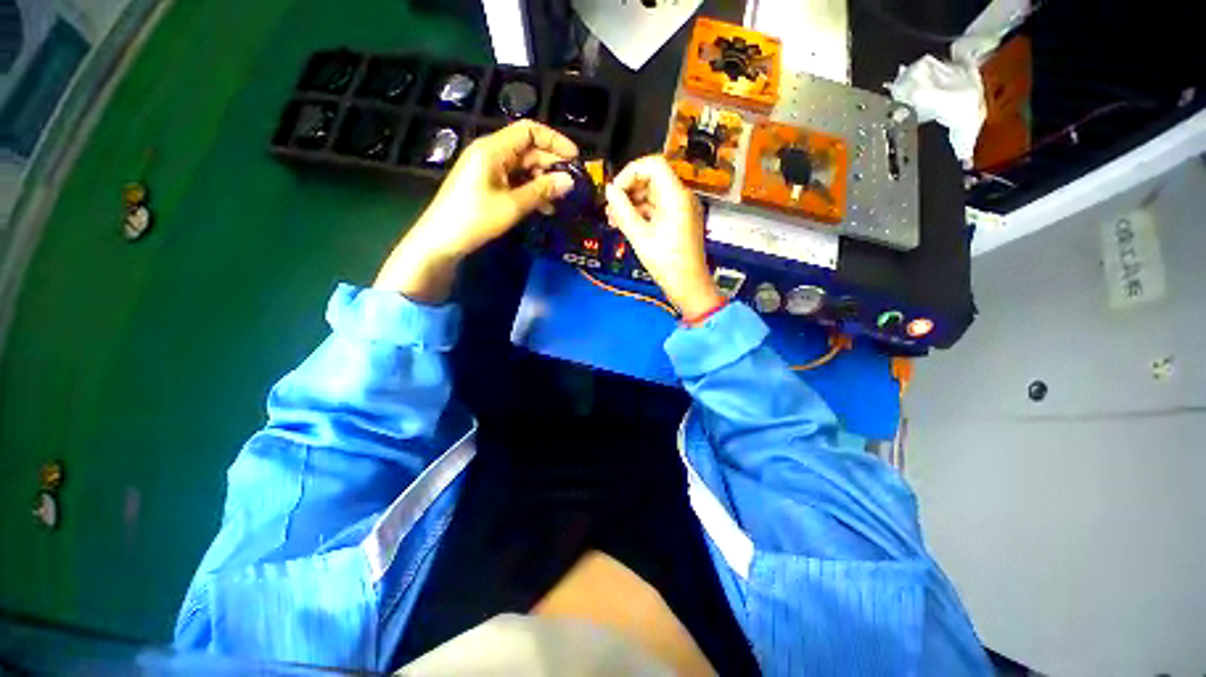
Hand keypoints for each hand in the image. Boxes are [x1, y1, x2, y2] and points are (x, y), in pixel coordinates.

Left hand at [375, 120, 577, 301]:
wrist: (437, 243)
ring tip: (558, 200)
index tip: (574, 158)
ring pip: (522, 164)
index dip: (554, 140)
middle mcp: (489, 152)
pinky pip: (512, 177)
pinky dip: (528, 187)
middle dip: (551, 163)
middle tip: (571, 184)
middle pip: (528, 147)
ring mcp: (485, 167)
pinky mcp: (482, 182)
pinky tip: (542, 206)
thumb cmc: (472, 220)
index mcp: (493, 149)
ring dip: (541, 179)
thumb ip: (543, 190)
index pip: (529, 130)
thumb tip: (570, 181)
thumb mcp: (512, 206)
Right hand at [604, 156, 722, 318]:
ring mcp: (681, 206)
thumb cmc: (666, 261)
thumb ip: (621, 208)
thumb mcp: (638, 234)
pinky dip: (641, 210)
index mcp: (675, 195)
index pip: (652, 164)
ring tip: (614, 220)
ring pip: (652, 191)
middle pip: (651, 176)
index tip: (615, 191)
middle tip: (610, 208)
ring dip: (631, 200)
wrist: (690, 286)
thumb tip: (609, 189)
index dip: (630, 172)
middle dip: (628, 188)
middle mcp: (681, 195)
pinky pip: (657, 204)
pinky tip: (625, 225)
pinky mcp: (679, 217)